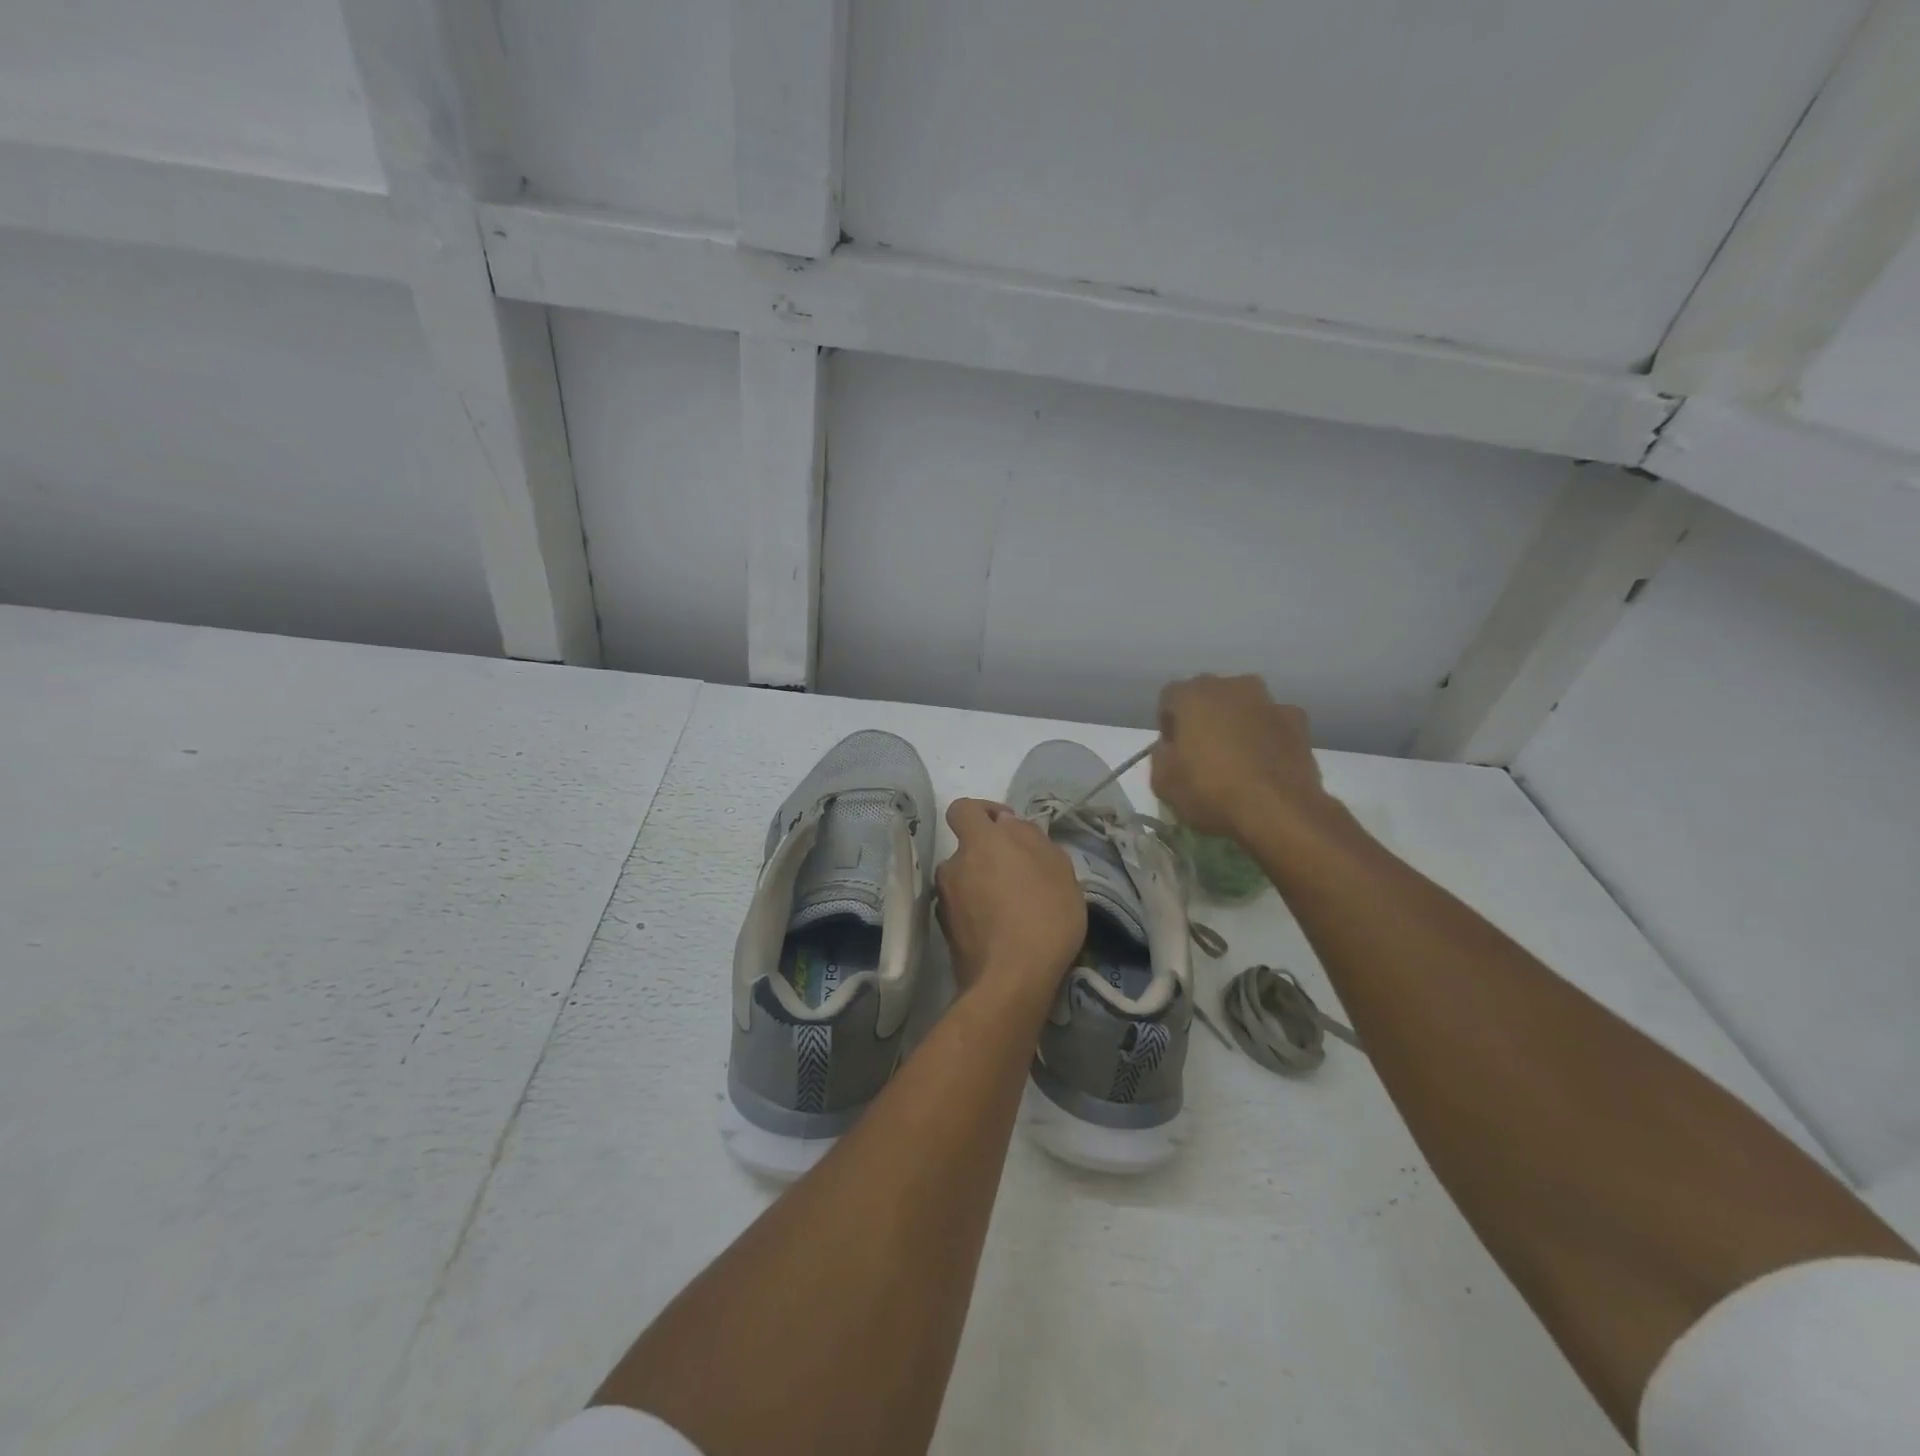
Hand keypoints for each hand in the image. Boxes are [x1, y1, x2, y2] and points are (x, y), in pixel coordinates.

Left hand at [935, 799, 1085, 996]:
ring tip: (1016, 909)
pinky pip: (964, 911)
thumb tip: (1006, 824)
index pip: (962, 809)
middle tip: (1023, 876)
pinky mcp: (946, 934)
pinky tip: (1005, 932)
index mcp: (978, 844)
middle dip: (990, 857)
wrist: (1012, 980)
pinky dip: (979, 913)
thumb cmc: (1044, 914)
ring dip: (984, 886)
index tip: (1007, 825)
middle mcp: (953, 867)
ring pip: (965, 882)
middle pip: (968, 850)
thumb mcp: (1057, 866)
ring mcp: (945, 902)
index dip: (983, 811)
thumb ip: (1028, 837)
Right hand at [1152, 674, 1336, 840]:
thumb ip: (1161, 756)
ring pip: (1243, 707)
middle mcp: (1232, 686)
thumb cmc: (1211, 791)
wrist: (1279, 810)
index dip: (1168, 724)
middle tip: (1202, 753)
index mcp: (1193, 695)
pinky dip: (1265, 737)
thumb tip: (1171, 748)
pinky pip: (1271, 723)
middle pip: (1209, 697)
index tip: (1173, 751)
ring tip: (1237, 760)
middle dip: (1203, 719)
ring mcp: (1269, 701)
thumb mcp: (1163, 783)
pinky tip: (1265, 765)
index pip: (1169, 698)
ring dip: (1236, 724)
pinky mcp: (1298, 721)